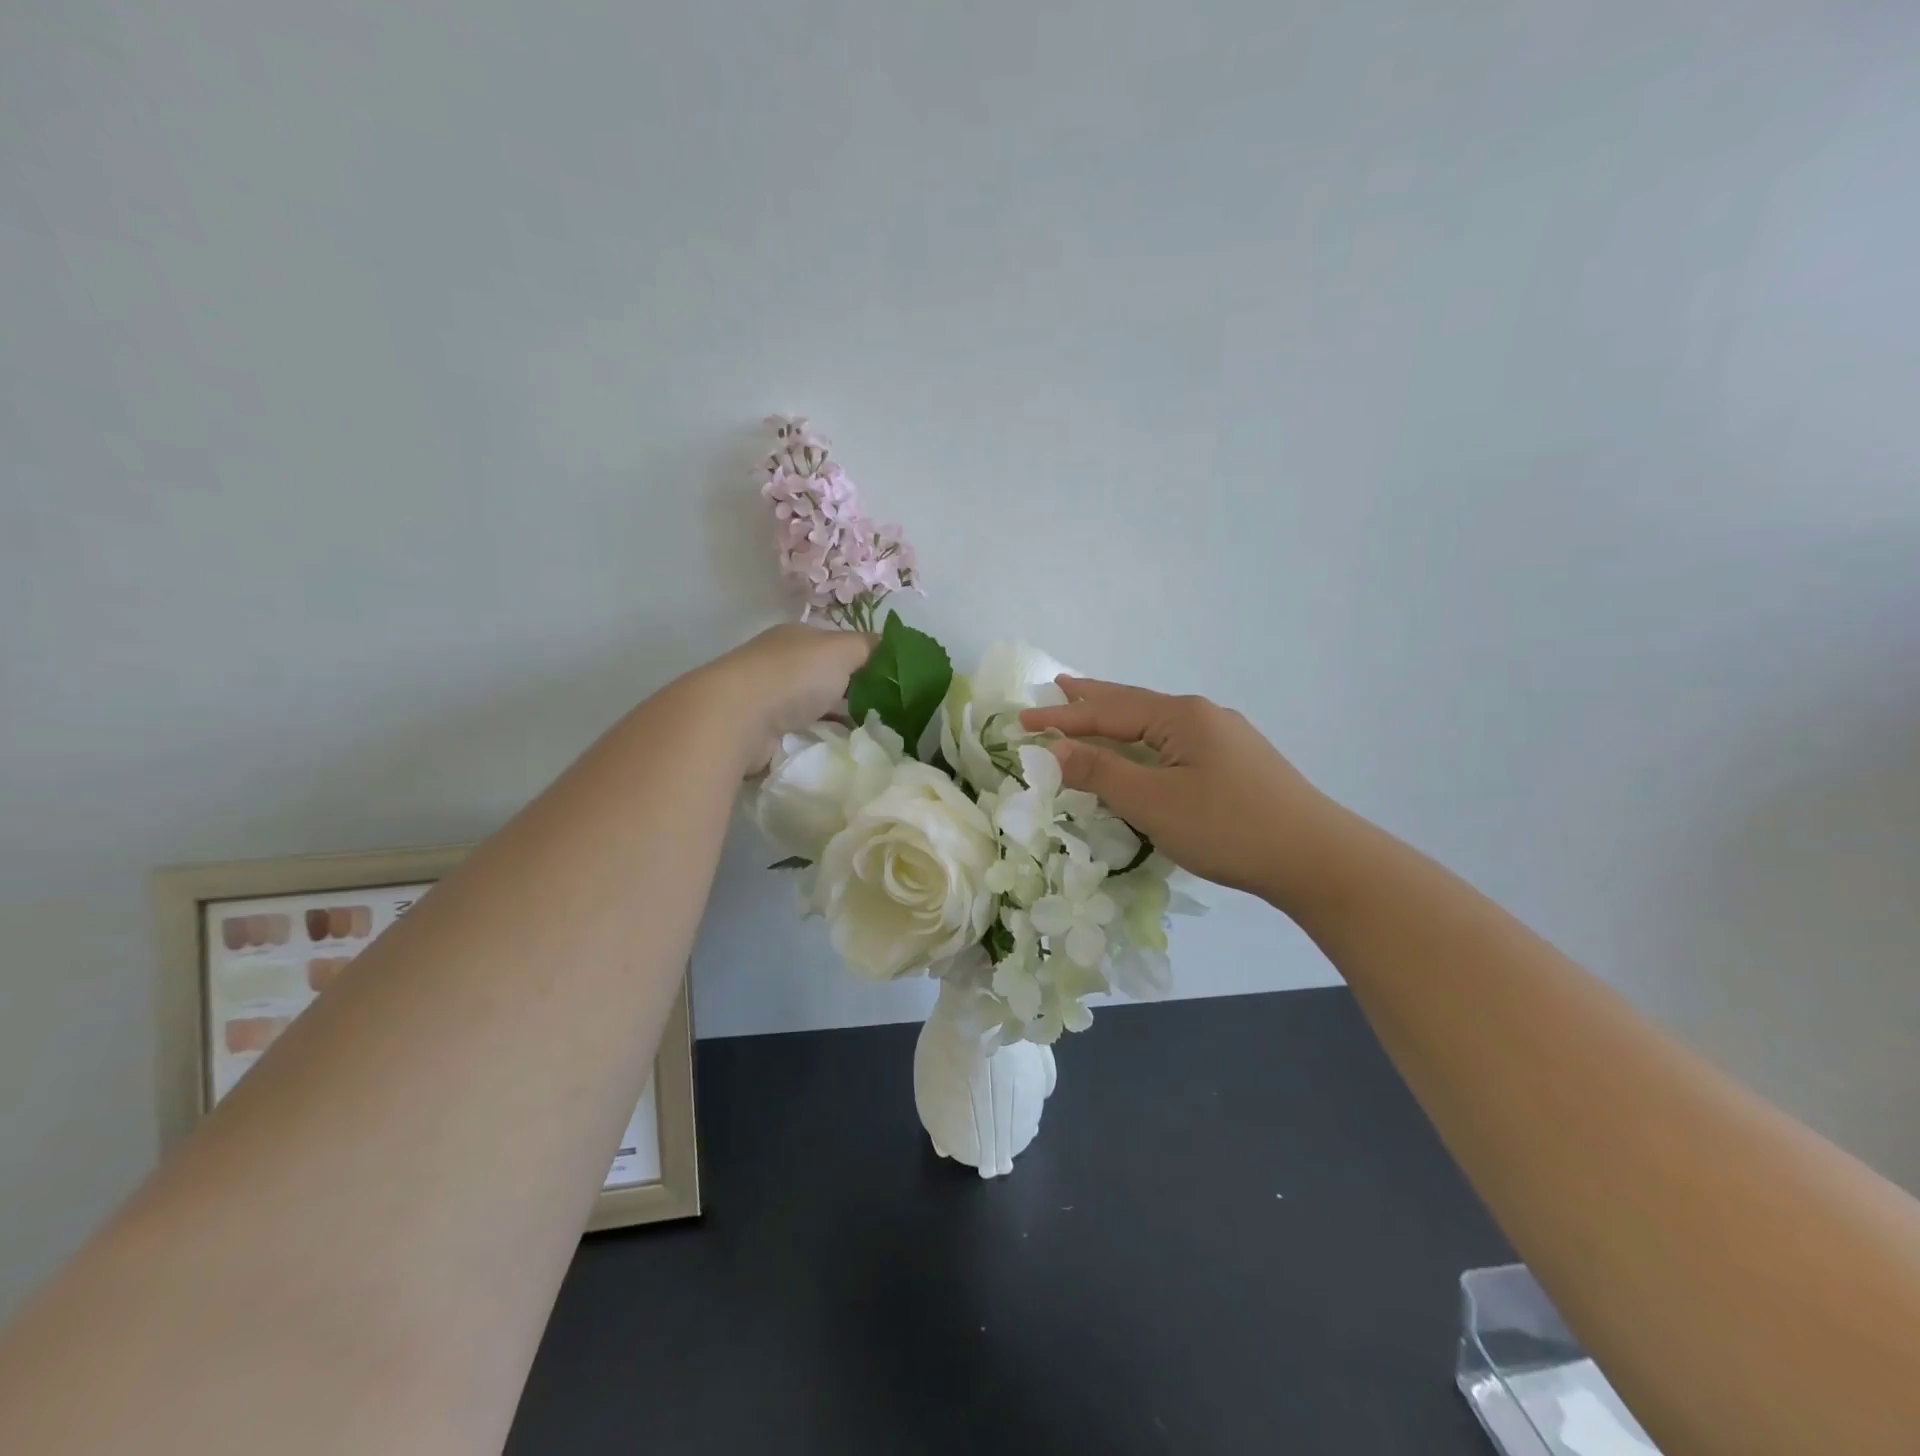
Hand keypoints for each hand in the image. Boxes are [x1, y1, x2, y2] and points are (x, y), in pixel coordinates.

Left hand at [695, 623, 874, 772]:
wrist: (738, 717)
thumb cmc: (794, 675)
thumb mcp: (843, 649)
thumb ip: (869, 647)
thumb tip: (890, 646)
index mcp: (798, 637)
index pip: (838, 645)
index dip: (865, 661)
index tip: (892, 683)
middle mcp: (780, 663)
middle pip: (826, 678)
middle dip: (853, 694)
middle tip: (886, 715)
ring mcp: (767, 698)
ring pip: (814, 708)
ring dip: (836, 720)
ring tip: (868, 738)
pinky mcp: (761, 731)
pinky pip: (799, 735)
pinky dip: (817, 740)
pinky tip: (837, 751)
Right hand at [1021, 678, 1339, 908]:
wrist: (1317, 857)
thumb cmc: (1227, 827)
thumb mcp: (1153, 802)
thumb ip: (1101, 772)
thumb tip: (1054, 748)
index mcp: (1180, 717)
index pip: (1107, 712)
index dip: (1062, 717)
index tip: (1021, 720)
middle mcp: (1202, 716)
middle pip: (1134, 703)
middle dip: (1093, 698)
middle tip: (1059, 685)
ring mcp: (1225, 738)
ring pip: (1156, 723)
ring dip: (1119, 719)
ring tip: (1093, 710)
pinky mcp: (1238, 762)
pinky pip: (1174, 742)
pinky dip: (1144, 740)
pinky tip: (1145, 750)